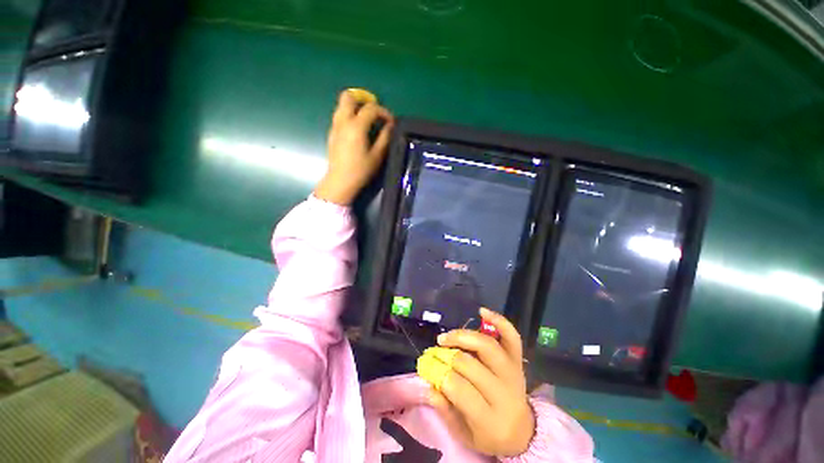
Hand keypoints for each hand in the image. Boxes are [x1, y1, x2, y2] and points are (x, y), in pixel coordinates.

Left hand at [314, 90, 394, 204]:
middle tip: (374, 110)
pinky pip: (340, 116)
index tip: (391, 122)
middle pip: (348, 96)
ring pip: (342, 105)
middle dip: (363, 98)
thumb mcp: (377, 155)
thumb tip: (390, 125)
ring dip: (355, 107)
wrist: (340, 181)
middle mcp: (343, 121)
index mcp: (356, 126)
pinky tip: (358, 130)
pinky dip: (350, 116)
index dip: (384, 112)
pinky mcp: (332, 133)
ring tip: (367, 120)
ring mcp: (335, 126)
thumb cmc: (361, 170)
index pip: (371, 108)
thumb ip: (385, 137)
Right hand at [429, 308, 534, 456]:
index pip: (459, 389)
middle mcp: (504, 392)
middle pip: (470, 364)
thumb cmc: (489, 435)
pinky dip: (498, 321)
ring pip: (487, 346)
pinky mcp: (518, 360)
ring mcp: (513, 372)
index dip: (440, 374)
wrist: (522, 431)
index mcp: (490, 419)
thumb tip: (429, 385)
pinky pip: (511, 336)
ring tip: (446, 337)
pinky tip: (482, 312)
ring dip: (462, 336)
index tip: (428, 367)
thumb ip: (445, 412)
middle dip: (447, 355)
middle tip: (434, 351)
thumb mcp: (464, 435)